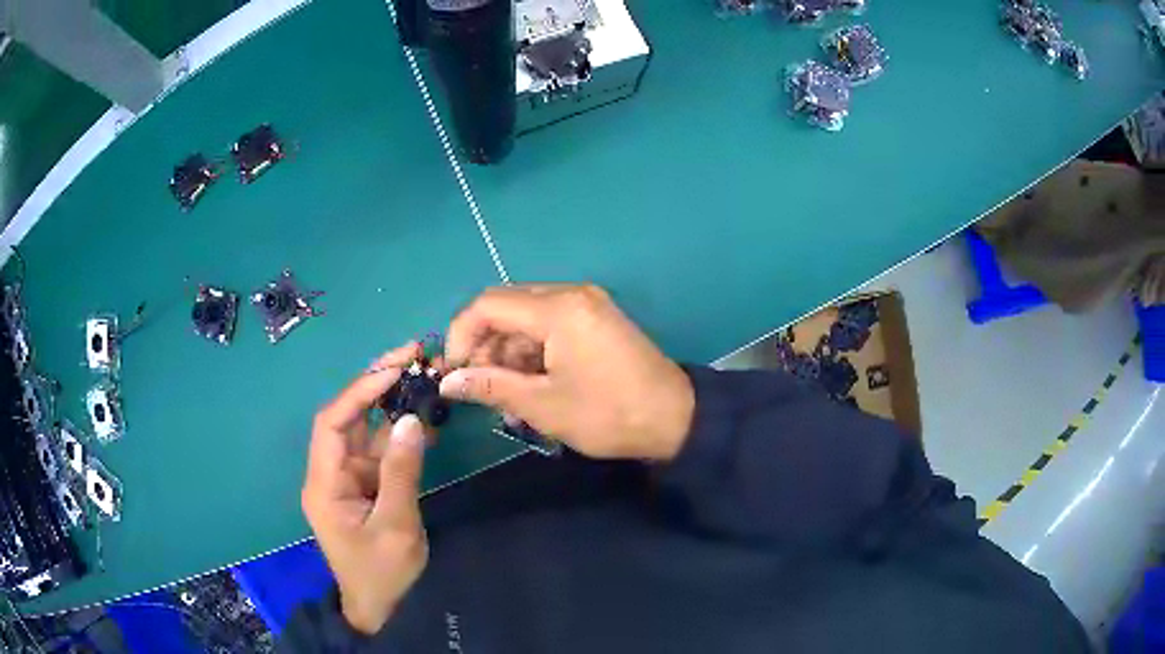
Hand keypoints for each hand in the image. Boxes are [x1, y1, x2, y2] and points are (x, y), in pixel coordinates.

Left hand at [302, 343, 429, 634]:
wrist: (380, 606)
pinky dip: (401, 432)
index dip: (360, 391)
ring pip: (367, 429)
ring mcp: (348, 477)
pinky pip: (382, 450)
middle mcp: (331, 472)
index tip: (395, 368)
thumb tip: (411, 419)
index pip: (333, 422)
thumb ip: (402, 472)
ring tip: (423, 375)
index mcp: (324, 483)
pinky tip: (425, 417)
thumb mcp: (396, 526)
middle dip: (376, 384)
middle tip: (412, 355)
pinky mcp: (366, 485)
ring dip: (392, 403)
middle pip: (347, 416)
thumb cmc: (382, 573)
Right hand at [441, 284, 694, 460]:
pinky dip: (533, 350)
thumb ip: (490, 387)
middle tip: (481, 386)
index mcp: (558, 308)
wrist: (675, 419)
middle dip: (485, 345)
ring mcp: (587, 304)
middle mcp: (571, 294)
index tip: (455, 372)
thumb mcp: (543, 405)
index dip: (461, 335)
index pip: (488, 305)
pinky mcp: (596, 319)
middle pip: (507, 307)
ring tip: (507, 395)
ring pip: (527, 317)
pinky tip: (532, 384)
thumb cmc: (608, 414)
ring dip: (509, 351)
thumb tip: (448, 382)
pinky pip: (550, 324)